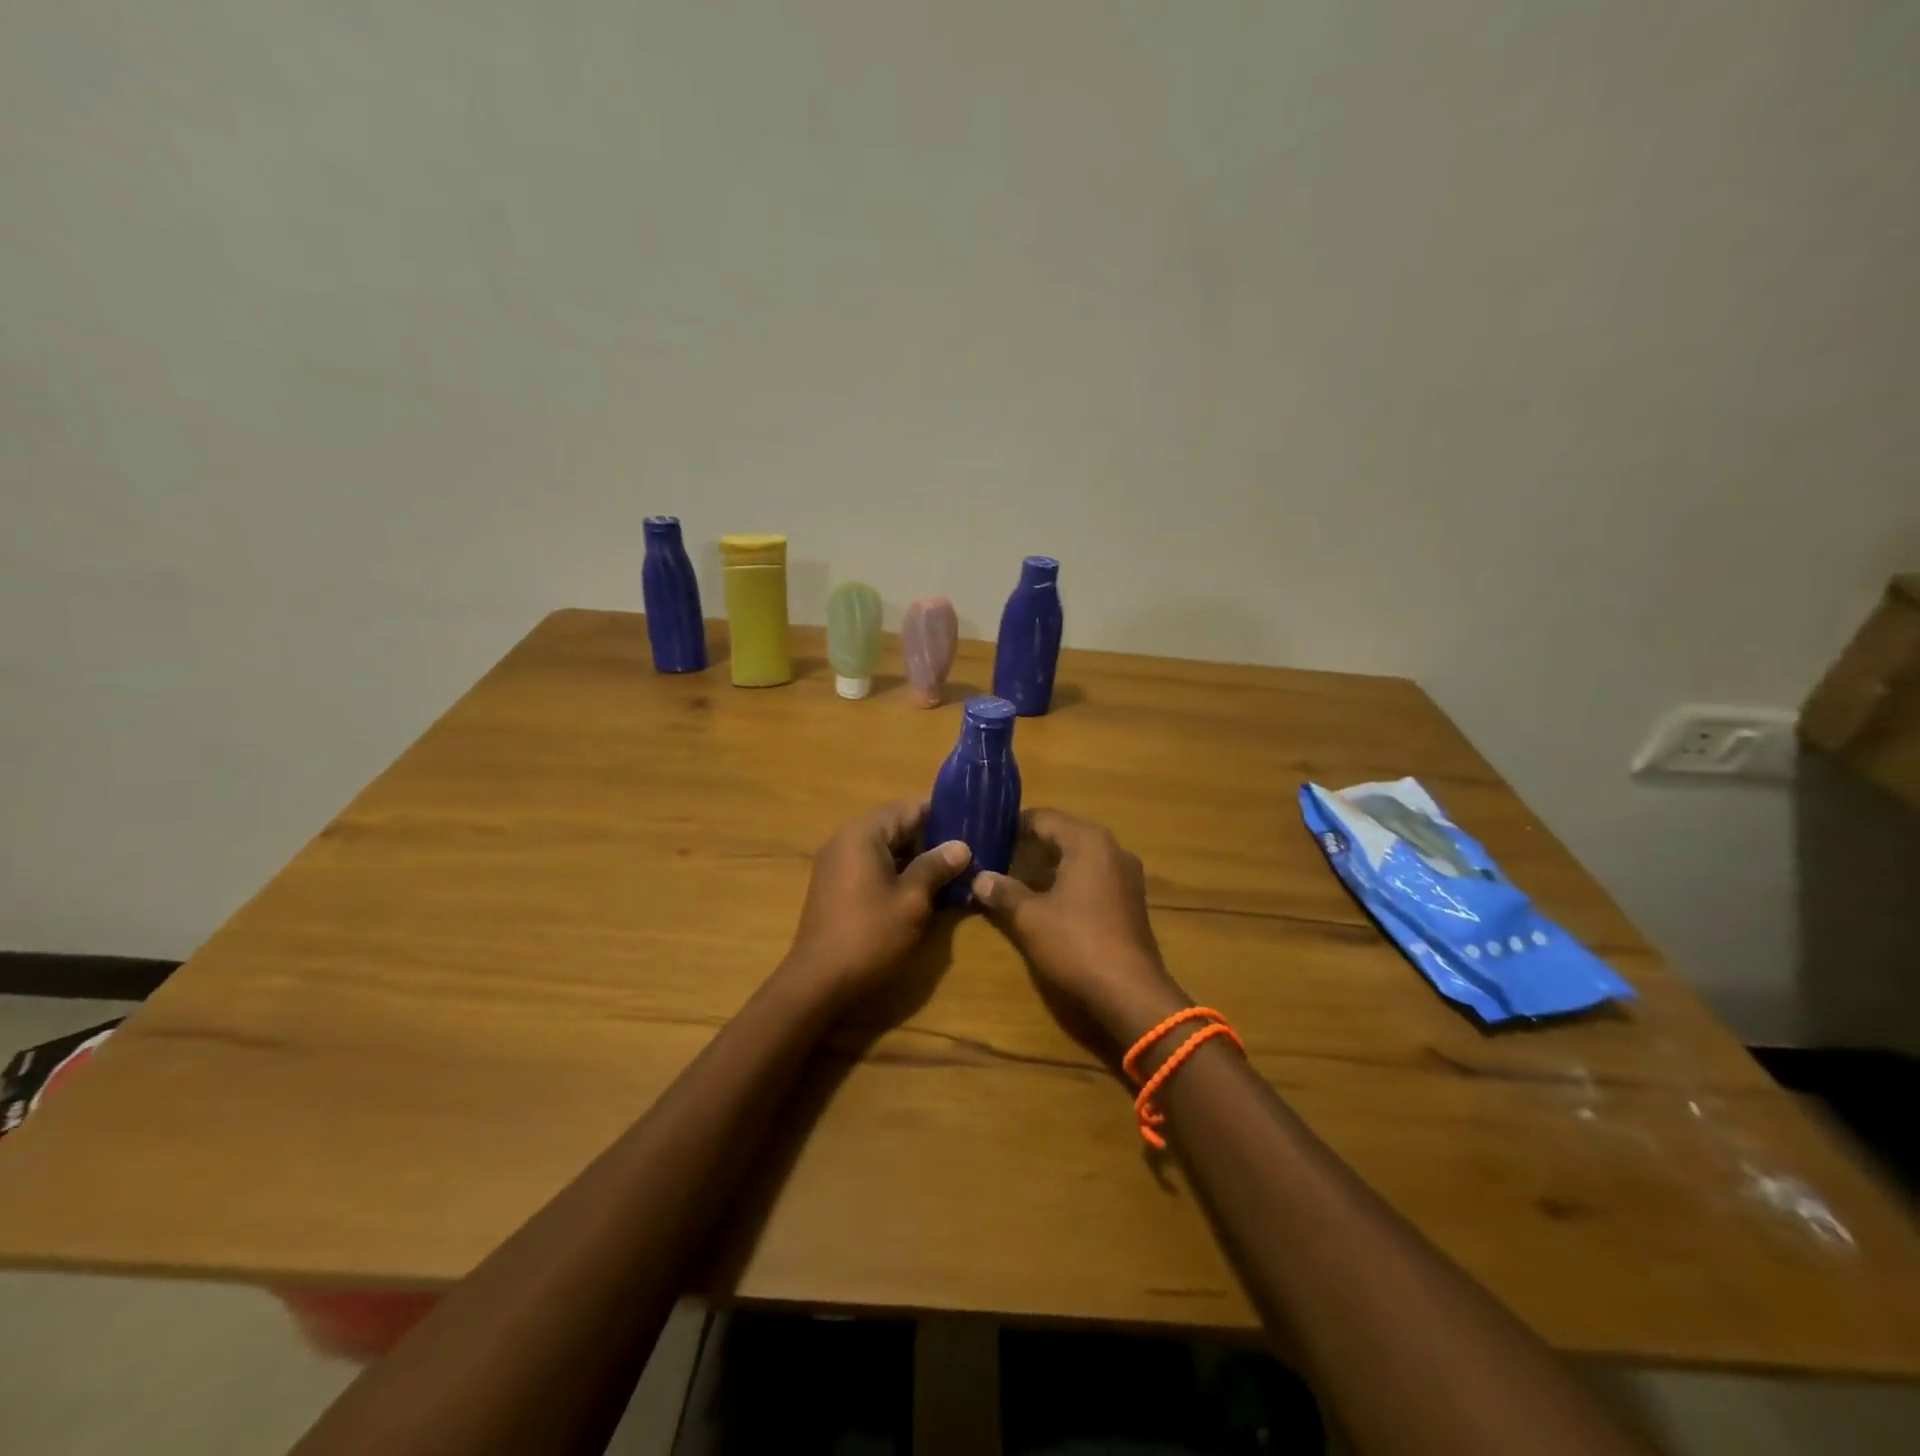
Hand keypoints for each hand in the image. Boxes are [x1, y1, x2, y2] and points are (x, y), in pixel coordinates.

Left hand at [780, 800, 970, 1006]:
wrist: (818, 983)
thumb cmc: (870, 935)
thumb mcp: (912, 900)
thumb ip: (936, 867)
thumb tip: (961, 846)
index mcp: (863, 833)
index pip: (910, 807)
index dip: (943, 815)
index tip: (972, 825)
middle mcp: (846, 840)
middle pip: (897, 826)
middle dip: (932, 839)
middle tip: (969, 852)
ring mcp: (837, 864)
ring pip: (886, 849)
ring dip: (917, 858)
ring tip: (953, 871)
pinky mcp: (836, 887)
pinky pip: (873, 867)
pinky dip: (898, 873)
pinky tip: (924, 890)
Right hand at [971, 809, 1190, 1044]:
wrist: (1130, 991)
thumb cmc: (1077, 943)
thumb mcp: (1030, 917)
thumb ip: (1004, 891)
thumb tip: (979, 878)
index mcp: (1089, 842)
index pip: (1044, 818)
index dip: (1014, 826)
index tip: (988, 835)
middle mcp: (1112, 849)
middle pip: (1063, 834)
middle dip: (1030, 845)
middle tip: (997, 856)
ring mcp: (1126, 875)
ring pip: (1079, 857)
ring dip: (1048, 865)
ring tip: (1015, 877)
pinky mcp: (1130, 899)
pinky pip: (1093, 876)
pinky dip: (1068, 880)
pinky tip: (1045, 899)